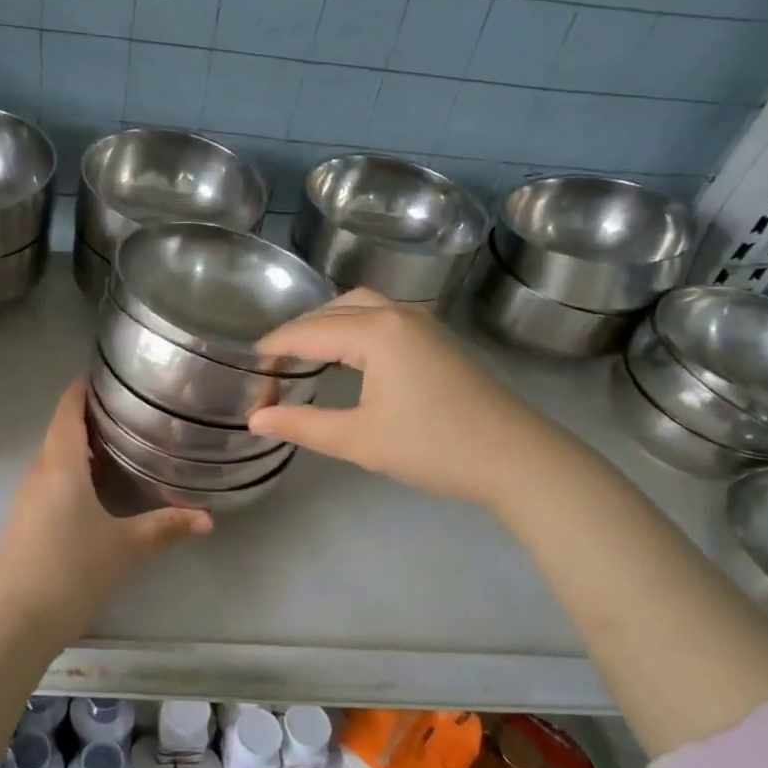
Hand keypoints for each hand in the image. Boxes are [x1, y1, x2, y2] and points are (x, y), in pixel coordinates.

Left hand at [0, 381, 210, 644]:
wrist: (14, 622)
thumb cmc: (71, 571)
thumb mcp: (126, 547)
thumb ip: (166, 527)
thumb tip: (208, 518)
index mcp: (61, 465)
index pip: (68, 410)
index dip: (84, 388)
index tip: (109, 374)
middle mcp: (39, 473)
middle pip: (63, 431)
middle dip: (92, 416)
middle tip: (132, 410)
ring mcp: (28, 499)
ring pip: (57, 459)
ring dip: (84, 447)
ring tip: (122, 443)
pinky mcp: (26, 523)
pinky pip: (52, 482)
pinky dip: (75, 473)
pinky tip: (99, 490)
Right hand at [247, 289, 563, 508]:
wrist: (519, 460)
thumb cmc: (435, 448)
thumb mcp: (359, 439)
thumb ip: (302, 425)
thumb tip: (255, 419)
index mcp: (376, 331)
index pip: (304, 332)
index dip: (270, 355)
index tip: (248, 383)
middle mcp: (396, 313)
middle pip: (329, 311)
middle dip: (294, 336)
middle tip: (271, 371)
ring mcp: (420, 322)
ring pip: (357, 308)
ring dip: (323, 327)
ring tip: (301, 360)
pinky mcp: (435, 338)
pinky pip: (379, 318)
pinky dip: (350, 329)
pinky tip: (344, 358)